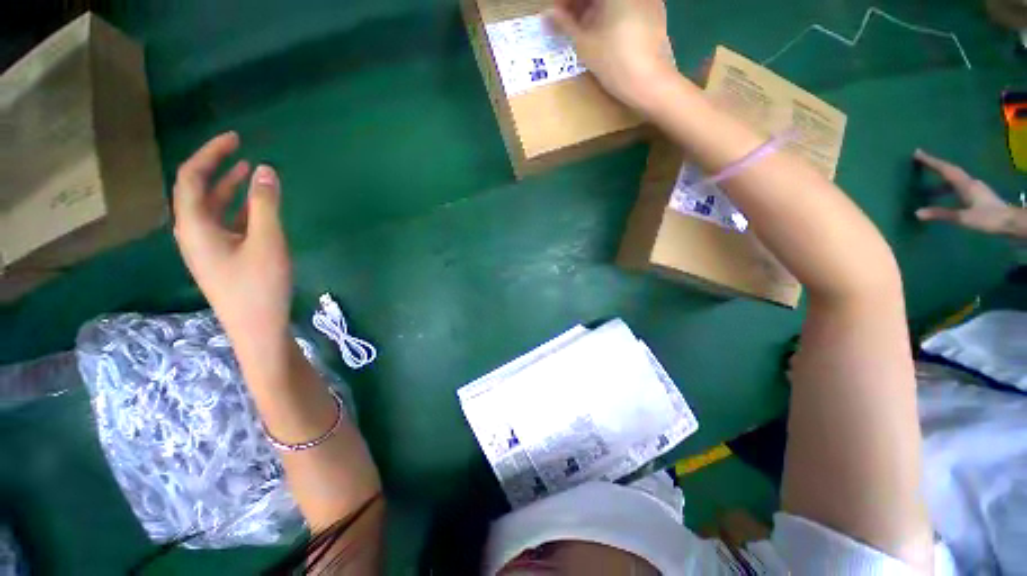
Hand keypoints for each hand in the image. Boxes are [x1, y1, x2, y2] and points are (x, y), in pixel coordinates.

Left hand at [172, 132, 292, 347]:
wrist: (257, 329)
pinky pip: (224, 225)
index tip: (236, 138)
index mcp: (195, 226)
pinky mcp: (222, 259)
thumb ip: (265, 205)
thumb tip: (266, 170)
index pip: (192, 178)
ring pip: (212, 209)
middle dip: (217, 167)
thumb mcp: (267, 242)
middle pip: (198, 191)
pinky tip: (255, 207)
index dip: (210, 153)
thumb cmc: (260, 286)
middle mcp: (193, 234)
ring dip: (229, 188)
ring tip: (250, 172)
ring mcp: (207, 248)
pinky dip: (238, 209)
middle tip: (242, 150)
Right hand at [548, 0, 677, 111]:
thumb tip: (548, 14)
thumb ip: (565, 25)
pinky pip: (627, 5)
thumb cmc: (615, 62)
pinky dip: (611, 13)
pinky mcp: (655, 11)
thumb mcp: (585, 44)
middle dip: (580, 5)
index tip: (556, 15)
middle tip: (566, 22)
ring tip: (581, 29)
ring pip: (613, 1)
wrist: (652, 83)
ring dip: (593, 9)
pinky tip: (603, 31)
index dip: (566, 2)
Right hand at [913, 149, 1022, 236]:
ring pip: (953, 179)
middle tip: (920, 161)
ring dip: (940, 179)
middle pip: (950, 171)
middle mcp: (969, 182)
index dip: (931, 161)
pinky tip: (942, 195)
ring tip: (926, 187)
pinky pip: (958, 186)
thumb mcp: (964, 218)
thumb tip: (917, 212)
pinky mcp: (977, 194)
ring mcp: (974, 188)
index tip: (917, 153)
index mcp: (965, 184)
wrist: (1010, 221)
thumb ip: (942, 214)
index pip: (945, 169)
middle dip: (935, 166)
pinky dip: (947, 187)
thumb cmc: (988, 218)